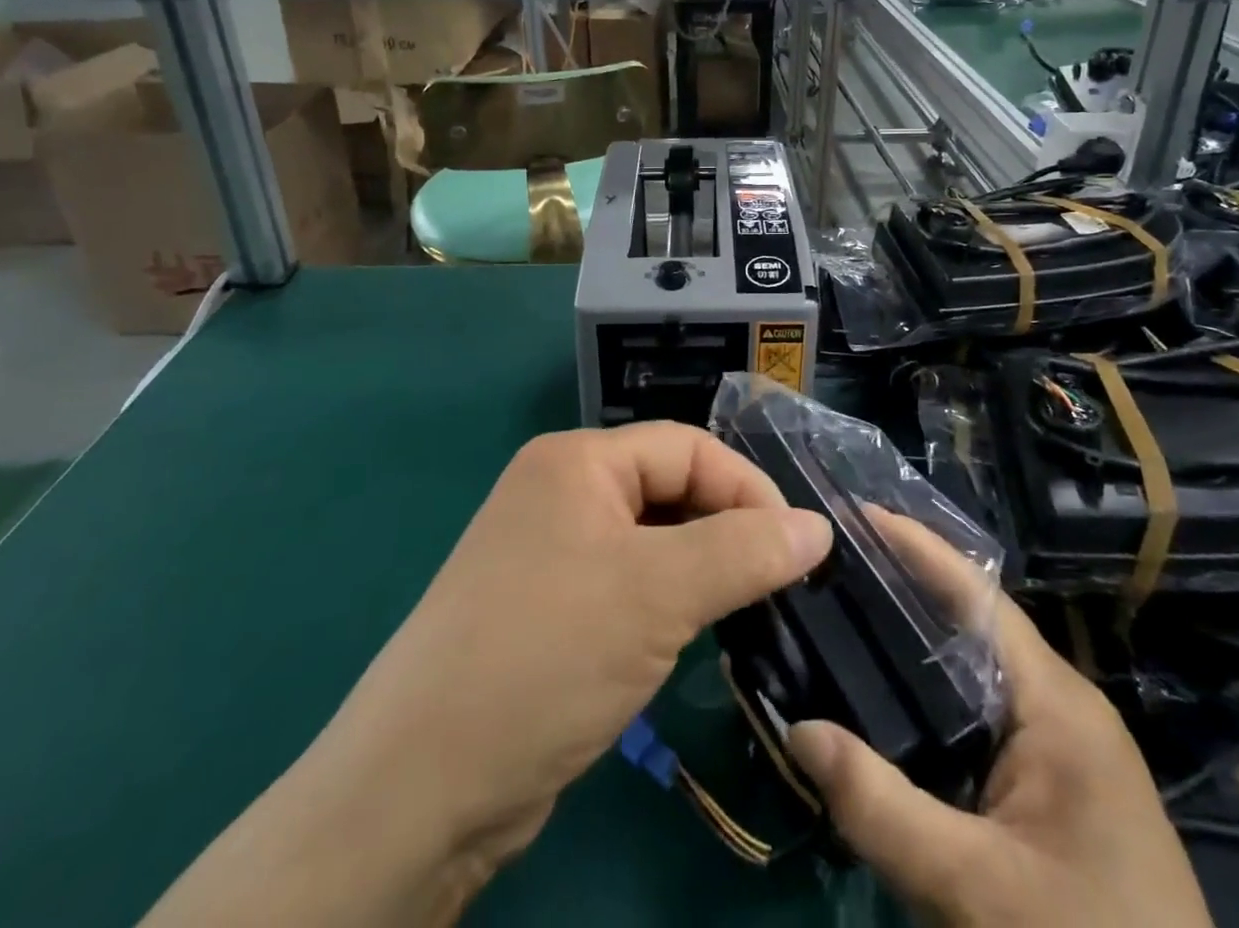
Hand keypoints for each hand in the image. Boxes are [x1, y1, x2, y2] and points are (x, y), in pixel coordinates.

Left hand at [142, 421, 832, 927]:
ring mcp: (550, 552)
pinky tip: (692, 637)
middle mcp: (560, 492)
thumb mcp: (658, 595)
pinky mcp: (548, 608)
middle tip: (779, 584)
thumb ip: (745, 553)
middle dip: (726, 530)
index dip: (747, 489)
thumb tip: (819, 528)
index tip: (798, 547)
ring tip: (746, 611)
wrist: (419, 789)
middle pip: (669, 489)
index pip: (687, 448)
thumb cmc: (546, 657)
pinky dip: (667, 602)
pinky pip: (627, 583)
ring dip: (701, 570)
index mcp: (576, 460)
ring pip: (652, 541)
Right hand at [787, 521, 1212, 927]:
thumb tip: (797, 730)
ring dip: (916, 639)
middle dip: (906, 586)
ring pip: (976, 668)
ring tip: (845, 614)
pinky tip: (887, 699)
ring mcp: (1062, 745)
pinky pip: (982, 711)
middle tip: (832, 564)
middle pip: (973, 623)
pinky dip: (932, 690)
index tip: (855, 514)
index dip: (918, 547)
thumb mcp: (973, 887)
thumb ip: (880, 808)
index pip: (978, 596)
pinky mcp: (1053, 783)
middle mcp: (1062, 705)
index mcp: (1057, 702)